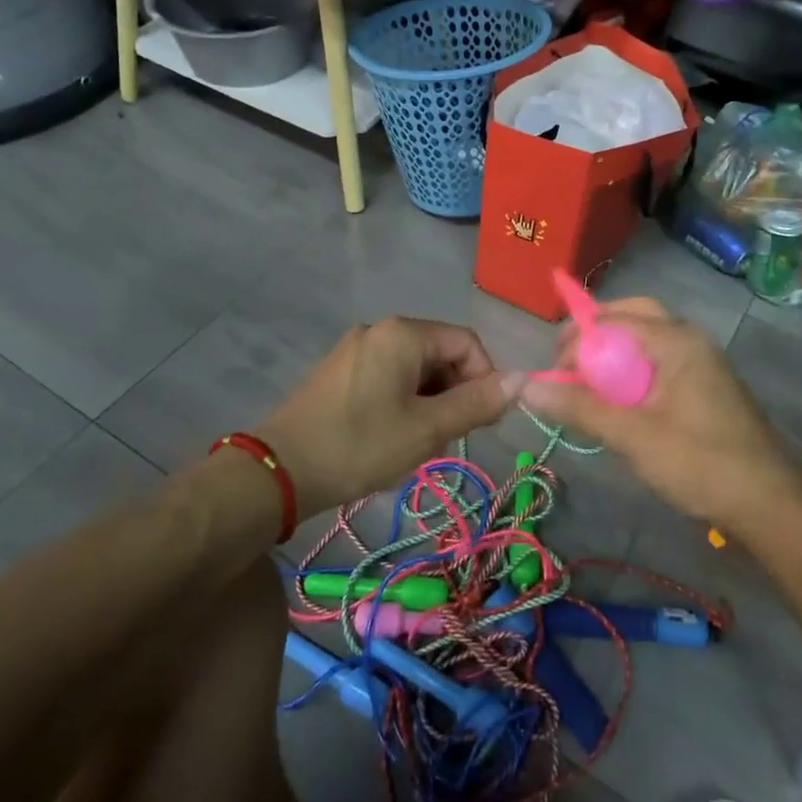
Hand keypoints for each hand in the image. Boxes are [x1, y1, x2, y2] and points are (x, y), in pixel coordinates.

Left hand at [256, 318, 522, 513]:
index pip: (467, 342)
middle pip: (440, 353)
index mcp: (403, 334)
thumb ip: (477, 403)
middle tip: (449, 437)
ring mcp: (356, 349)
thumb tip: (521, 380)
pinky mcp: (339, 371)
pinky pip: (389, 377)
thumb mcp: (427, 429)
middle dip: (455, 393)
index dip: (485, 379)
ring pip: (415, 369)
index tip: (483, 421)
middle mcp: (380, 330)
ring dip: (431, 402)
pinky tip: (393, 437)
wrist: (280, 470)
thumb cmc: (361, 445)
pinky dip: (404, 402)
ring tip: (419, 442)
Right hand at [521, 298, 796, 528]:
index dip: (576, 340)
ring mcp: (700, 361)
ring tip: (587, 386)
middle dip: (595, 336)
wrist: (769, 503)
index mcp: (675, 340)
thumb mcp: (632, 436)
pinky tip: (618, 404)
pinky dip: (631, 372)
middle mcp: (689, 339)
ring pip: (645, 340)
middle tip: (567, 366)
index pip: (612, 319)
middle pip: (631, 318)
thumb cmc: (700, 462)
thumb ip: (579, 408)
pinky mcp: (704, 385)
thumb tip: (526, 387)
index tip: (553, 374)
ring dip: (612, 354)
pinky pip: (658, 362)